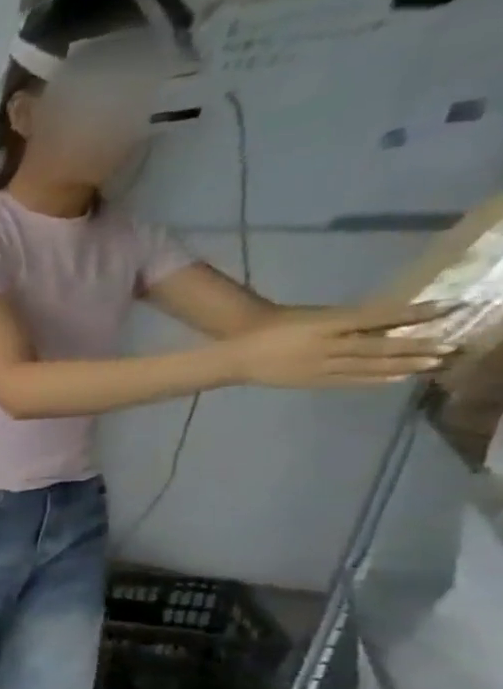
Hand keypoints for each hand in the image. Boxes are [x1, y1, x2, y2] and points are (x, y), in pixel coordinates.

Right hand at [226, 301, 445, 388]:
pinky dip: (376, 379)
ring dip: (403, 365)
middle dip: (416, 346)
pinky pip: (349, 380)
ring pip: (367, 365)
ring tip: (433, 364)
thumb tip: (392, 322)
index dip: (413, 312)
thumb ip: (348, 320)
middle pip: (378, 346)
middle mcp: (325, 346)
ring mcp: (318, 366)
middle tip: (451, 347)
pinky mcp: (312, 381)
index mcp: (324, 325)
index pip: (377, 317)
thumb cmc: (276, 326)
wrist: (236, 354)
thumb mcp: (313, 317)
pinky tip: (398, 378)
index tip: (449, 307)